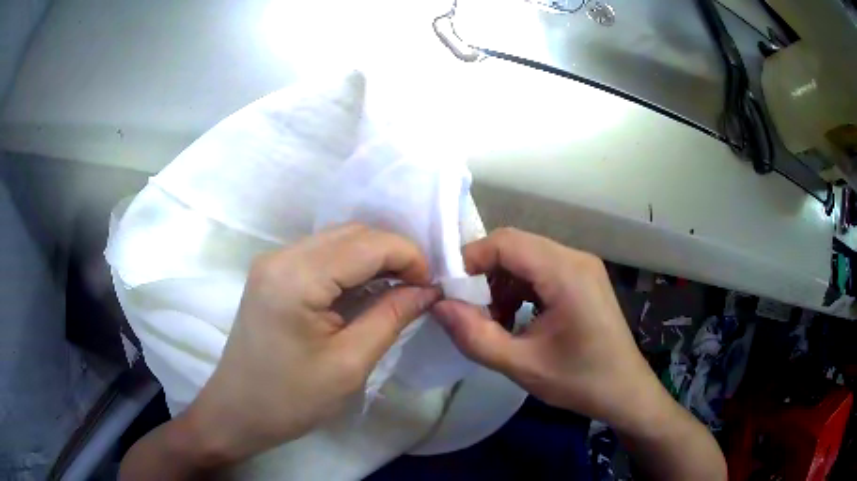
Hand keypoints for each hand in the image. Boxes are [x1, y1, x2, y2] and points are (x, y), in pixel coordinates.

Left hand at [175, 225, 439, 465]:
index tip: (432, 286)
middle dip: (393, 254)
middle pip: (352, 234)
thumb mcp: (350, 364)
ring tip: (398, 290)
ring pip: (337, 240)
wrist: (237, 412)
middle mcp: (282, 256)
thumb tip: (427, 290)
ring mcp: (273, 262)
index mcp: (297, 277)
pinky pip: (321, 255)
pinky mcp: (272, 274)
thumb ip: (392, 317)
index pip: (367, 244)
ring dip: (373, 258)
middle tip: (418, 289)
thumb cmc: (291, 399)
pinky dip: (351, 267)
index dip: (409, 257)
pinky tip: (365, 291)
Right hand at [433, 228, 662, 428]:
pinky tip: (515, 318)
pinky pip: (541, 270)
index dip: (470, 259)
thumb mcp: (522, 365)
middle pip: (515, 246)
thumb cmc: (580, 381)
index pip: (506, 242)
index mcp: (565, 272)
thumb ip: (475, 336)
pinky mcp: (582, 278)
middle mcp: (575, 258)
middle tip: (467, 309)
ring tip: (492, 320)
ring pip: (526, 257)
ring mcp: (582, 266)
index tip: (448, 291)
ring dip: (501, 283)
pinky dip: (519, 289)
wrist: (625, 391)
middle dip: (484, 273)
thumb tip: (438, 306)